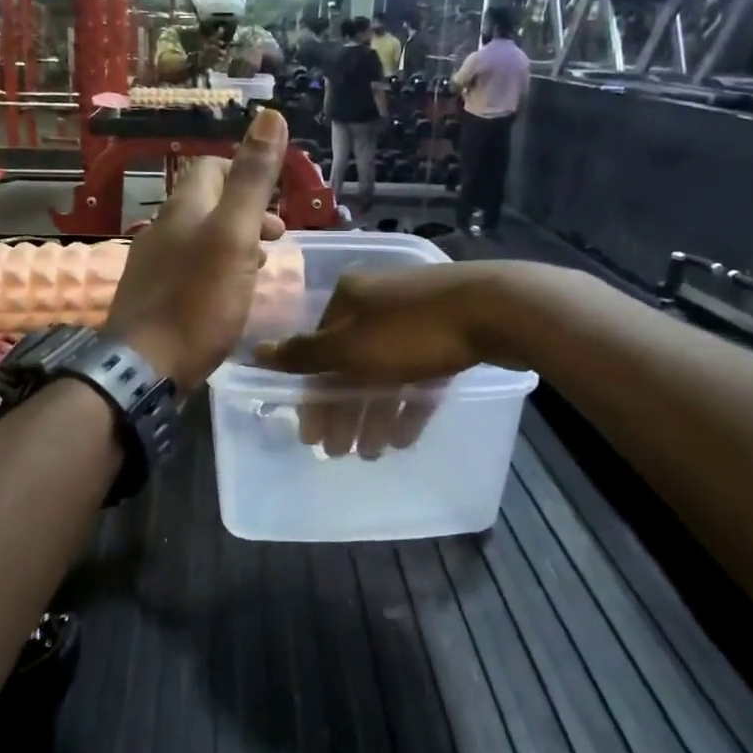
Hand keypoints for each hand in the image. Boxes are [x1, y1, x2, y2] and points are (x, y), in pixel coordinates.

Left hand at [104, 109, 287, 392]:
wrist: (144, 368)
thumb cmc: (196, 301)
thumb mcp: (233, 236)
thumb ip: (252, 180)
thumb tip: (269, 114)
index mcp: (183, 210)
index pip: (211, 168)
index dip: (244, 173)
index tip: (273, 202)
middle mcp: (163, 230)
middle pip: (207, 205)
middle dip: (245, 213)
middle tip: (276, 238)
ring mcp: (154, 266)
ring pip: (200, 240)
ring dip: (234, 244)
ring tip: (260, 268)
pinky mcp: (153, 299)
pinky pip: (191, 271)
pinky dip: (216, 271)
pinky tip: (229, 297)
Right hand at [255, 264, 522, 456]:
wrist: (496, 310)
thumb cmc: (411, 332)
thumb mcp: (349, 348)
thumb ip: (303, 355)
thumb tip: (256, 351)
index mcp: (349, 300)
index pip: (318, 352)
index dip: (313, 396)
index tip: (312, 436)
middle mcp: (377, 305)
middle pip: (350, 365)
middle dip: (345, 412)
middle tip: (341, 453)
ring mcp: (415, 320)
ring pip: (384, 373)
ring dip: (374, 414)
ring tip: (372, 452)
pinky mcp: (447, 337)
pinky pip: (418, 376)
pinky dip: (408, 405)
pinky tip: (403, 437)